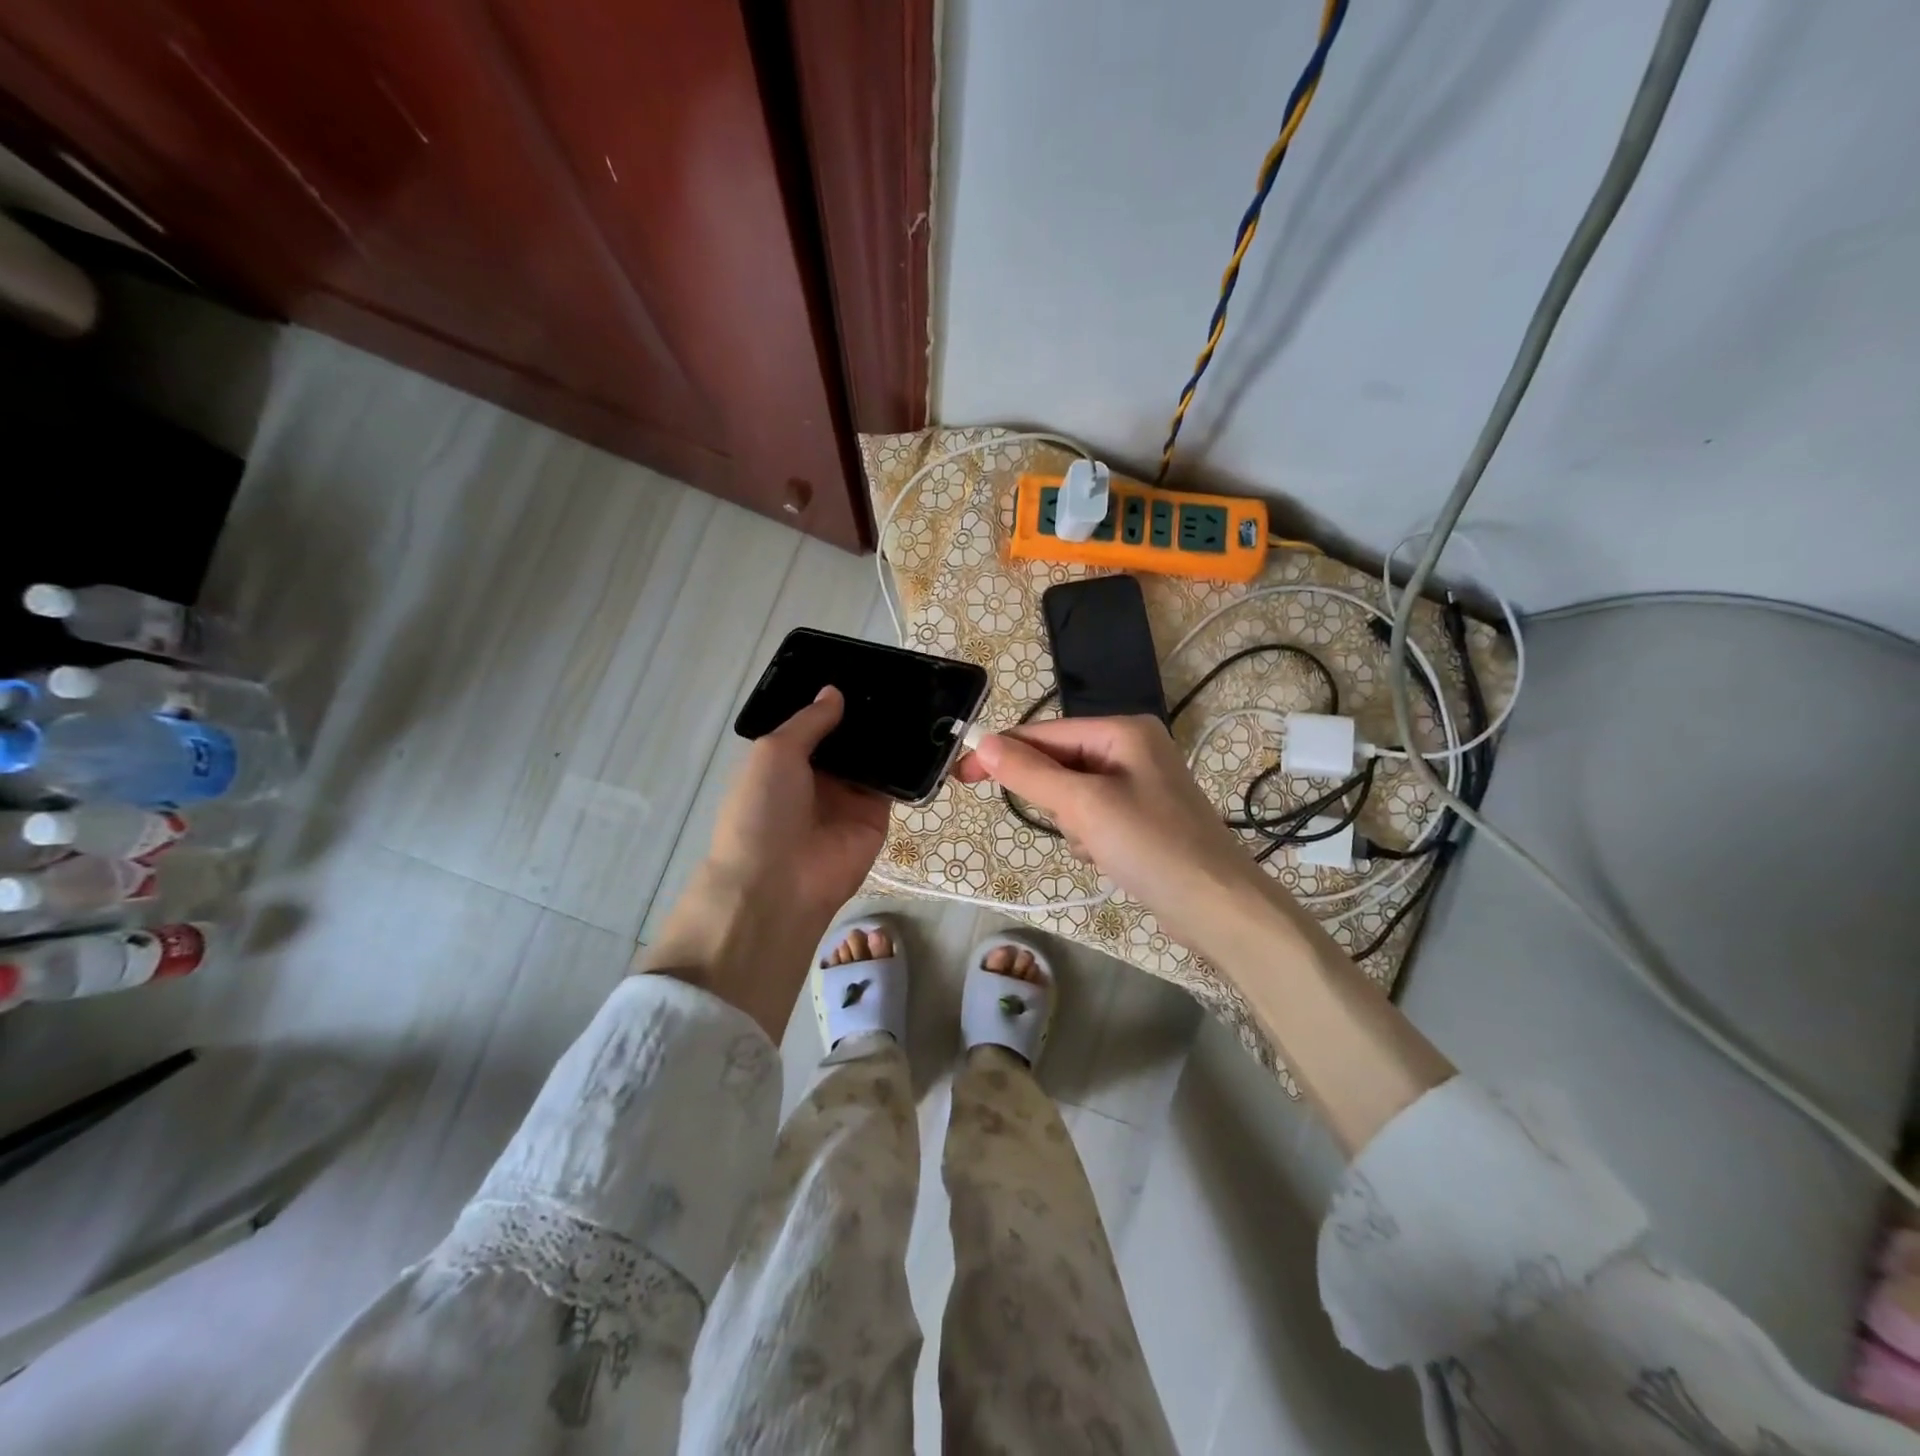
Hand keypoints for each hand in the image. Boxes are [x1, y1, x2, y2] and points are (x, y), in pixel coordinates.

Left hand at [646, 687, 888, 1035]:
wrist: (779, 883)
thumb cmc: (762, 809)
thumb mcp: (774, 752)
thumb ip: (809, 721)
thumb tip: (835, 692)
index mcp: (787, 759)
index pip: (817, 723)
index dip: (835, 700)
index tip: (863, 669)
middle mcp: (820, 775)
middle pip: (851, 738)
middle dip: (870, 713)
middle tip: (902, 677)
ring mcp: (851, 795)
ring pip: (877, 757)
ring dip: (893, 733)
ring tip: (922, 694)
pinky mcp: (878, 815)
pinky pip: (897, 783)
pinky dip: (911, 763)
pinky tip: (930, 732)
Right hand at [966, 717, 1455, 1156]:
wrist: (1218, 908)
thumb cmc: (1151, 846)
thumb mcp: (1084, 806)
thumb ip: (1030, 773)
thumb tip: (982, 742)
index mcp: (1124, 730)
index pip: (1046, 732)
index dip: (1002, 752)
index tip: (961, 774)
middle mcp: (1133, 747)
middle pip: (1061, 761)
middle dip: (1053, 797)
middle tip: (1067, 826)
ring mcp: (1140, 782)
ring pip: (1073, 792)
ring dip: (1072, 821)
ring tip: (1098, 846)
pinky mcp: (1143, 815)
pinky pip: (1094, 814)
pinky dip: (1090, 835)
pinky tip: (1109, 857)